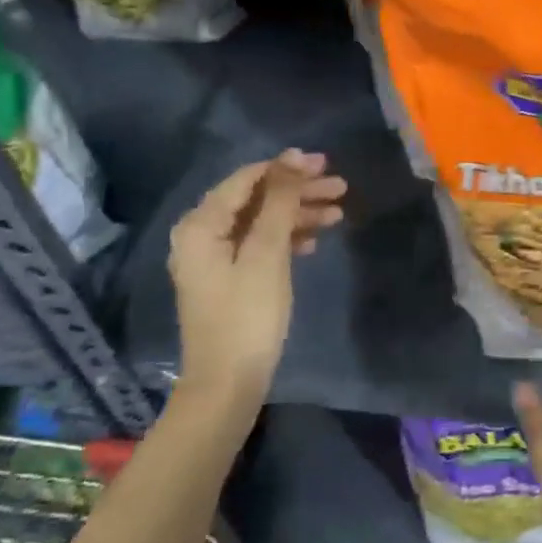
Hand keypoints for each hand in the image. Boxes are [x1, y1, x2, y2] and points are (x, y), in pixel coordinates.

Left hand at [167, 150, 345, 398]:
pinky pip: (260, 244)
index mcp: (201, 225)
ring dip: (299, 215)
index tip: (325, 164)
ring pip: (262, 222)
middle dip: (298, 192)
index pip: (247, 179)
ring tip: (338, 213)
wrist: (228, 385)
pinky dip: (287, 238)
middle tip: (340, 186)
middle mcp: (202, 235)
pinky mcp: (229, 278)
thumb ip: (280, 202)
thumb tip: (293, 157)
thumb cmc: (247, 315)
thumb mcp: (267, 252)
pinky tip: (314, 241)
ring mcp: (214, 258)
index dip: (286, 168)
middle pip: (256, 199)